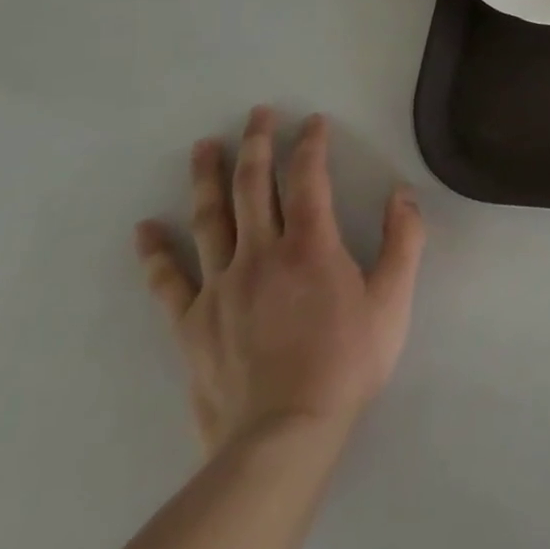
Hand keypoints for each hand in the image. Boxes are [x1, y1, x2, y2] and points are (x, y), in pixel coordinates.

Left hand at [134, 106, 425, 458]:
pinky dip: (156, 252)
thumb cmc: (346, 362)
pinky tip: (145, 228)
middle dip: (257, 143)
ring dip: (207, 178)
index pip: (308, 178)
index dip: (310, 144)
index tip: (313, 121)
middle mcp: (261, 253)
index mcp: (311, 245)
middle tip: (256, 112)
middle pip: (253, 186)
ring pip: (210, 219)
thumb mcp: (393, 300)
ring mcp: (220, 287)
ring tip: (204, 145)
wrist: (283, 436)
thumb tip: (403, 193)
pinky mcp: (192, 323)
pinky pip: (168, 280)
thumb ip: (404, 241)